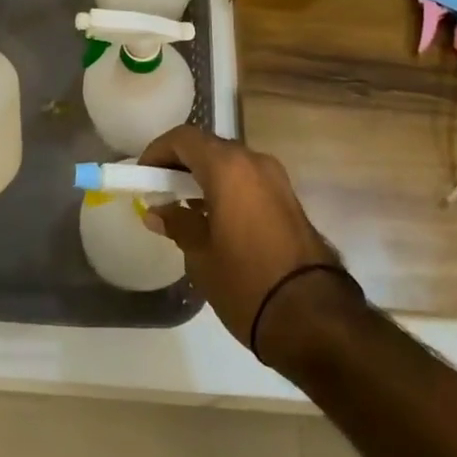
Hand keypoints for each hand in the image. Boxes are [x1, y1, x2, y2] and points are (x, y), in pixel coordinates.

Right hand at [138, 125, 355, 361]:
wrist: (314, 318)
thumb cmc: (246, 282)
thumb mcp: (201, 256)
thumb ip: (177, 224)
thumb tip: (156, 211)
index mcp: (228, 166)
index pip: (183, 138)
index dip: (158, 151)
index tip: (143, 175)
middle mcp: (254, 161)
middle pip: (209, 146)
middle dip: (182, 162)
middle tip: (161, 188)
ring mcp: (277, 179)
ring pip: (231, 163)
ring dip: (206, 175)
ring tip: (185, 206)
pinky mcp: (290, 200)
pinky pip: (249, 180)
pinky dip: (228, 188)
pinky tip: (215, 217)